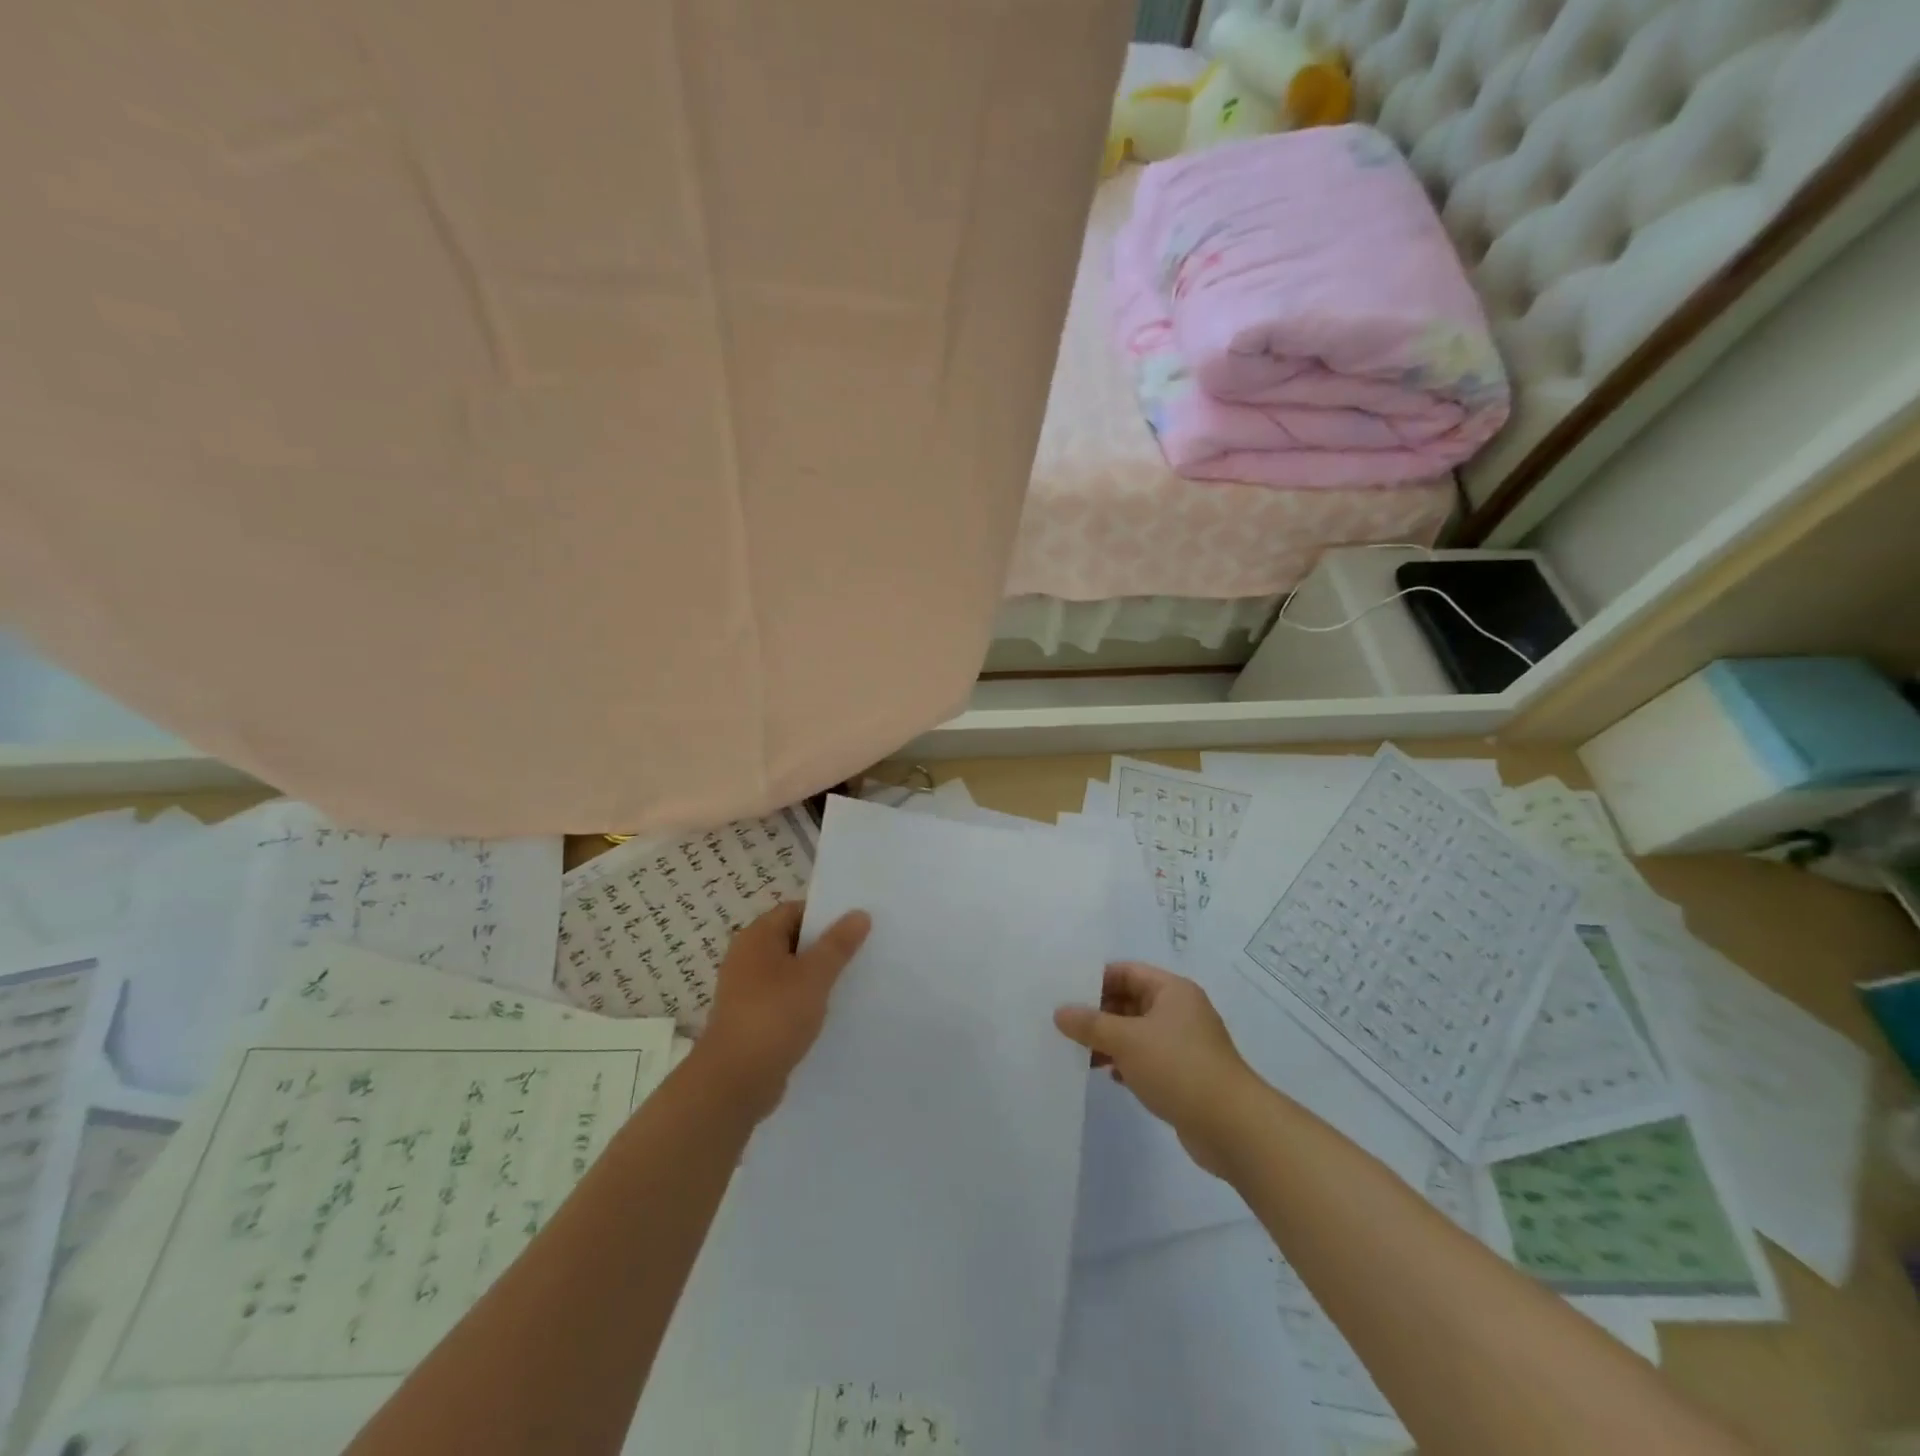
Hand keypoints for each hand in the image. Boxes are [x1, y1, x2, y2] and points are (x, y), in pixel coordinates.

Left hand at [695, 901, 871, 1120]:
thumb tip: (859, 913)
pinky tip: (830, 1012)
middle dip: (825, 945)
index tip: (857, 923)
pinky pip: (785, 999)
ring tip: (853, 980)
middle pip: (792, 940)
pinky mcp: (752, 1019)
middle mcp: (747, 958)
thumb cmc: (773, 1016)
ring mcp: (747, 991)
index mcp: (756, 937)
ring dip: (816, 975)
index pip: (795, 910)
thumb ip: (838, 944)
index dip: (825, 914)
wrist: (734, 1082)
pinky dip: (805, 1000)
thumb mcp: (814, 976)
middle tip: (862, 950)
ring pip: (790, 972)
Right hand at [1054, 962, 1254, 1177]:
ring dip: (1109, 1040)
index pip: (1126, 972)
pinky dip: (1126, 1062)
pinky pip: (1146, 1058)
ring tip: (1078, 1052)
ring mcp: (1184, 1044)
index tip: (1064, 993)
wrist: (1232, 1127)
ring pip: (1137, 1032)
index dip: (1096, 979)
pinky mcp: (1184, 1074)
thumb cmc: (1178, 1068)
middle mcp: (1179, 1011)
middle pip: (1130, 1001)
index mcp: (1172, 990)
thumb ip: (1090, 1024)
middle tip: (1064, 1024)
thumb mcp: (1127, 1040)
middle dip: (1099, 1013)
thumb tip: (1060, 1012)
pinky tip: (1107, 1075)